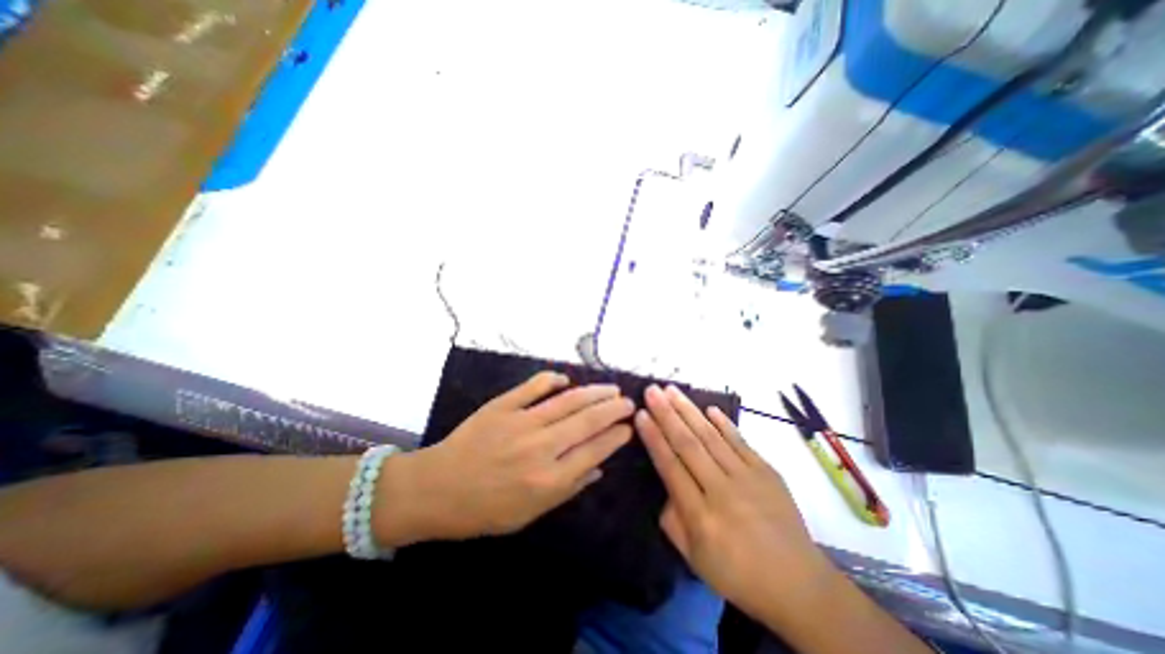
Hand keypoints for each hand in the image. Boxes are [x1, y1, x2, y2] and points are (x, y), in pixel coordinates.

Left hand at [375, 373, 634, 547]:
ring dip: (593, 392)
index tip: (628, 427)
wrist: (436, 489)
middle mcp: (540, 448)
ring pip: (567, 401)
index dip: (615, 437)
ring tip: (610, 388)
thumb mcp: (529, 514)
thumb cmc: (485, 509)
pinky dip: (552, 379)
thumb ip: (568, 489)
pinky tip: (566, 378)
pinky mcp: (502, 406)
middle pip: (586, 421)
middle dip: (612, 409)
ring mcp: (520, 422)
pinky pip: (533, 386)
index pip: (594, 451)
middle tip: (628, 401)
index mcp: (548, 481)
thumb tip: (598, 468)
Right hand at [634, 385, 832, 620]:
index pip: (670, 466)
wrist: (800, 585)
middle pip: (688, 444)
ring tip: (672, 390)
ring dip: (689, 411)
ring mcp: (748, 478)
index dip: (654, 438)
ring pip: (711, 437)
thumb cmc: (739, 574)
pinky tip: (709, 408)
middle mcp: (722, 491)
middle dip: (667, 414)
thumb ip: (672, 521)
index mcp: (701, 516)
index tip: (641, 414)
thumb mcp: (694, 560)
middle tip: (651, 390)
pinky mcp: (767, 472)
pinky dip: (724, 423)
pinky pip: (741, 441)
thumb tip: (665, 486)